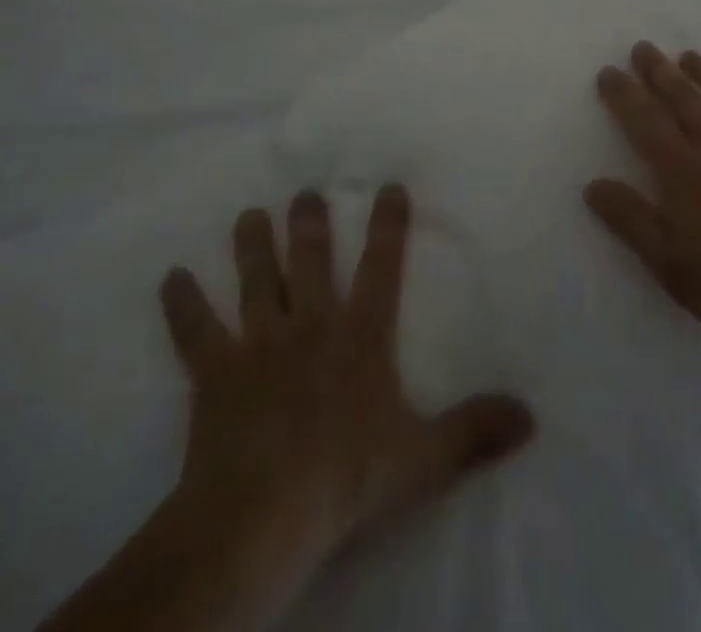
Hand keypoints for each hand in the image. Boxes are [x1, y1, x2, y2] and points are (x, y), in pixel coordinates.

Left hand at [149, 185, 536, 626]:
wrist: (262, 514)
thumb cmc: (345, 477)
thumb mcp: (422, 458)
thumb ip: (474, 430)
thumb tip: (530, 415)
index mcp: (360, 336)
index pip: (381, 267)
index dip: (388, 224)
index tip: (388, 186)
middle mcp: (310, 324)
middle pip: (309, 260)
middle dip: (309, 222)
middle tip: (304, 191)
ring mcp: (259, 344)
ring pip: (256, 281)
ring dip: (251, 246)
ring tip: (248, 214)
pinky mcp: (215, 372)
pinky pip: (195, 331)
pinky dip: (182, 304)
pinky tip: (170, 277)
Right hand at [584, 42, 700, 356]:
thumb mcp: (667, 261)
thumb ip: (630, 219)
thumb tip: (593, 185)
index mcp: (683, 170)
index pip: (645, 121)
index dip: (624, 94)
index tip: (609, 72)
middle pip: (685, 99)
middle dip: (661, 71)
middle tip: (645, 48)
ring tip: (691, 56)